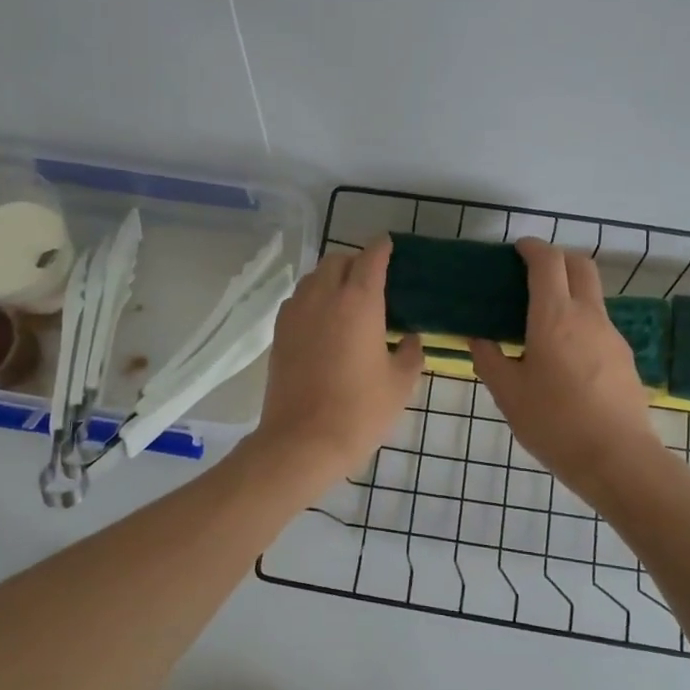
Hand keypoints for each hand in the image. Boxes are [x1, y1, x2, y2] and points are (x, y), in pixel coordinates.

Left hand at [252, 236, 422, 490]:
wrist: (302, 441)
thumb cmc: (360, 411)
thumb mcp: (400, 384)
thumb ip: (411, 353)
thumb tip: (410, 339)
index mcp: (359, 301)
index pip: (371, 256)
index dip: (383, 248)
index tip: (391, 247)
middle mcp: (323, 296)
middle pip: (338, 260)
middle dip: (356, 261)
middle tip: (373, 281)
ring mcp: (296, 313)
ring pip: (313, 277)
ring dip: (331, 278)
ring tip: (347, 300)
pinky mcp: (279, 332)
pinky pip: (298, 300)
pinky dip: (312, 299)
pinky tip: (323, 322)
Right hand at [471, 238, 664, 503]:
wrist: (618, 459)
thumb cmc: (554, 423)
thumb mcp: (508, 394)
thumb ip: (489, 359)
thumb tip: (478, 338)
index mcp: (555, 317)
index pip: (548, 262)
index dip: (533, 248)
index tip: (517, 250)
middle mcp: (588, 316)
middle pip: (581, 265)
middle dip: (557, 259)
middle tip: (532, 275)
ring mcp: (612, 335)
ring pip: (593, 295)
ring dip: (570, 290)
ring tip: (543, 319)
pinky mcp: (624, 357)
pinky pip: (599, 323)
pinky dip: (580, 320)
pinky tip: (564, 353)